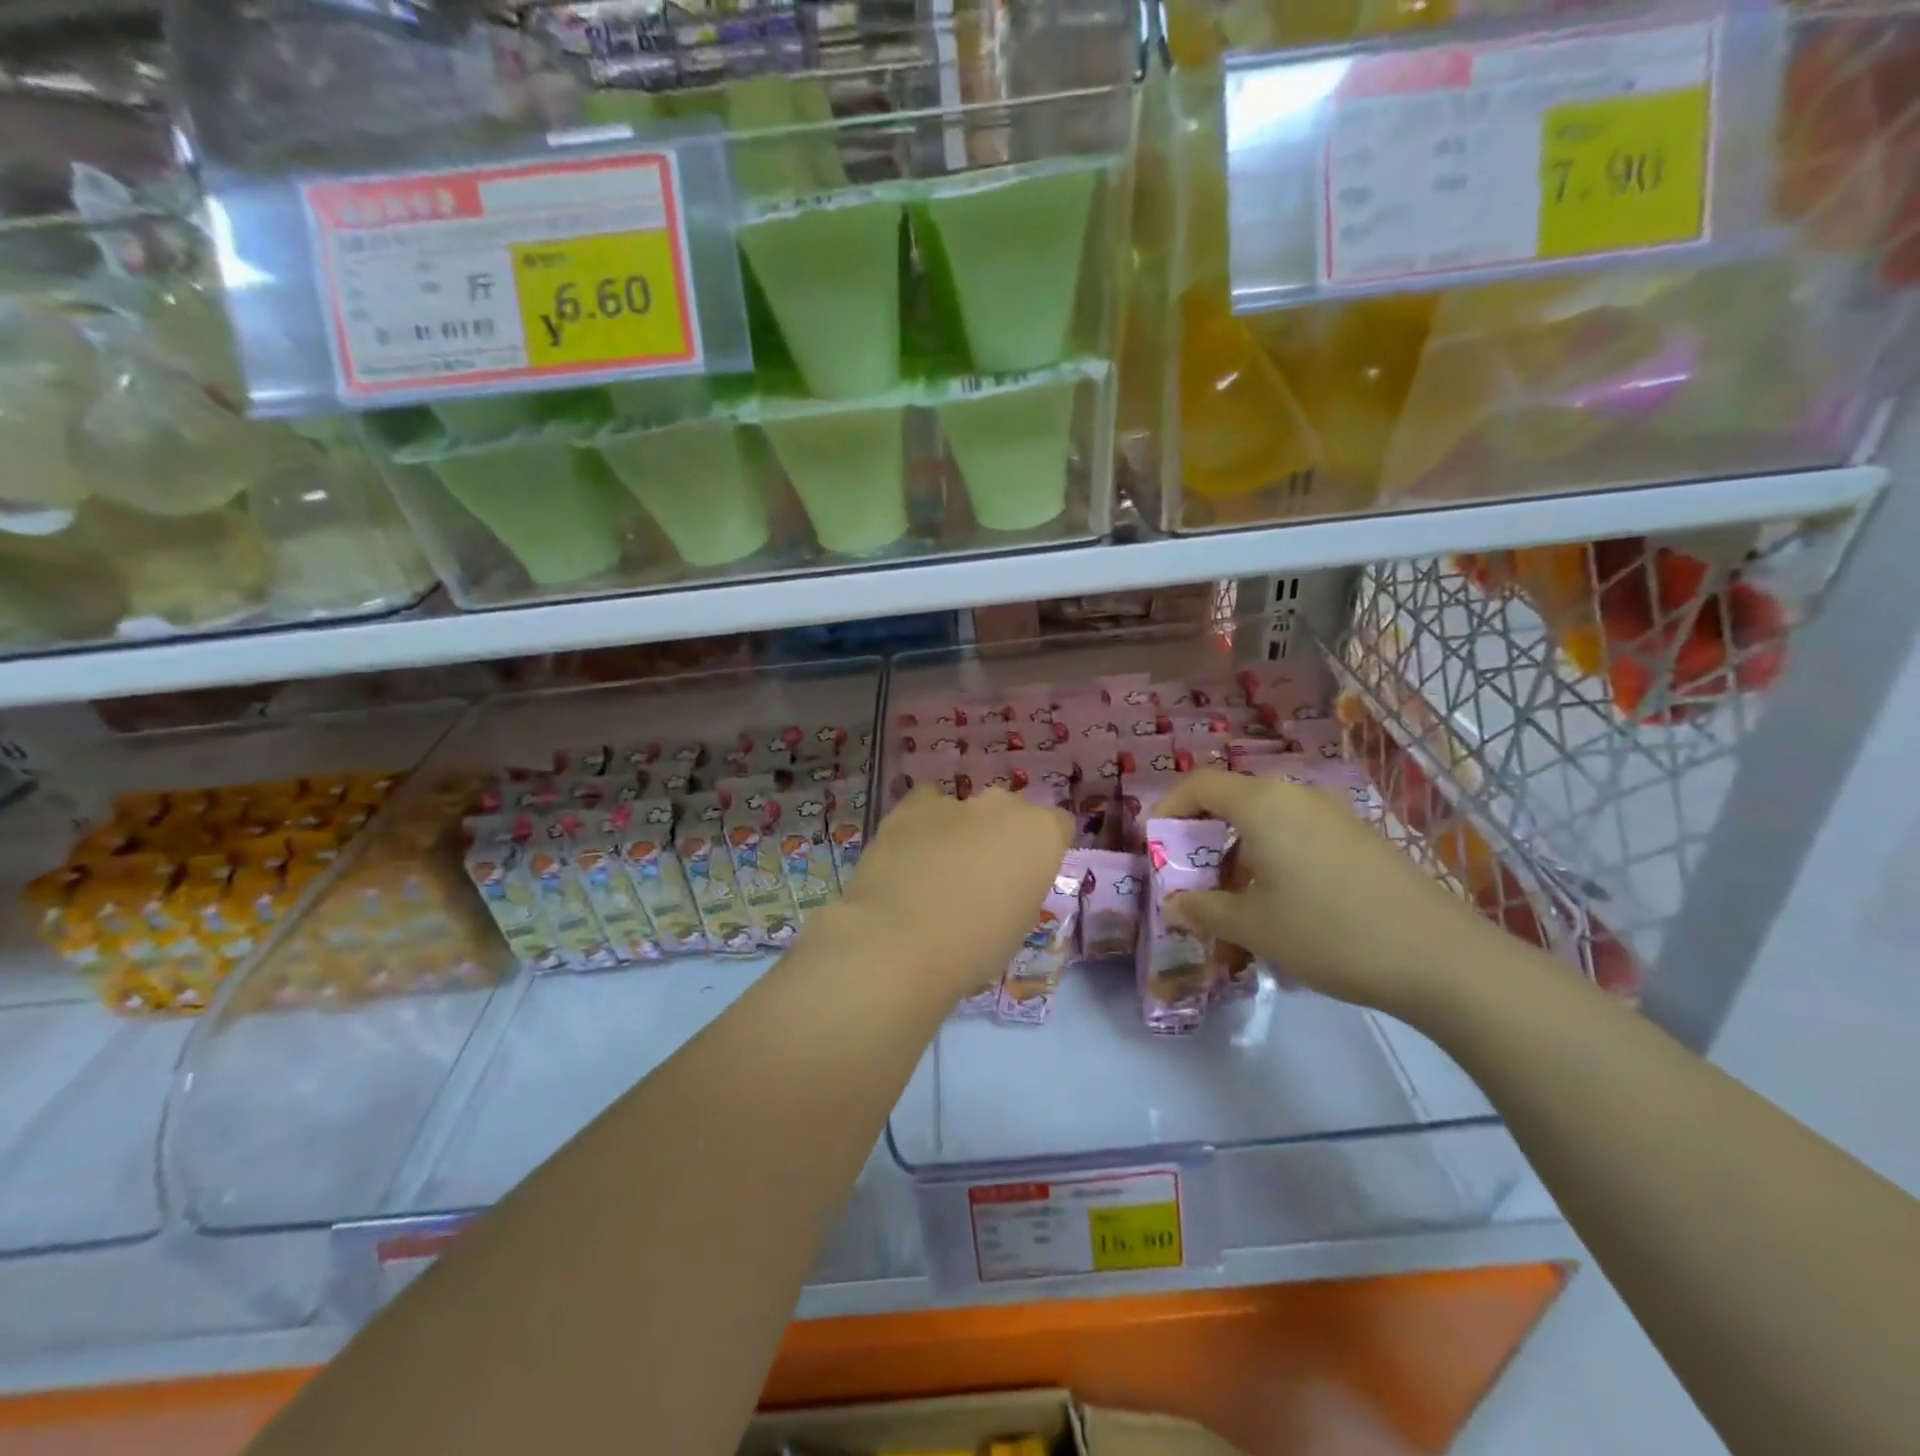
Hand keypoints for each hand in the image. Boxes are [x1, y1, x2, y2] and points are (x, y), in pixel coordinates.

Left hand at [833, 786, 1072, 1000]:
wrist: (902, 943)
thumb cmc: (975, 947)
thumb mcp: (1019, 924)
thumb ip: (1020, 888)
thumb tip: (1002, 882)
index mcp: (1042, 834)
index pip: (1057, 826)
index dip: (1041, 850)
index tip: (1025, 876)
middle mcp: (1004, 806)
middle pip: (1010, 813)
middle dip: (999, 836)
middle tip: (980, 875)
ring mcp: (956, 801)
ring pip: (966, 809)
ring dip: (959, 830)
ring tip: (936, 870)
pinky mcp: (911, 805)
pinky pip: (925, 805)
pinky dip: (922, 824)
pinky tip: (910, 854)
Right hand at [1154, 769, 1508, 1019]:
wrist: (1440, 957)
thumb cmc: (1329, 932)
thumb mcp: (1254, 926)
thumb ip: (1204, 910)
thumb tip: (1174, 904)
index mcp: (1262, 804)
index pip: (1199, 785)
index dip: (1168, 809)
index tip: (1153, 844)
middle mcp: (1296, 797)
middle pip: (1232, 803)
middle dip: (1203, 841)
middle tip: (1192, 883)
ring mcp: (1332, 816)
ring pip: (1265, 824)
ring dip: (1238, 857)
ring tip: (1234, 907)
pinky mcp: (1358, 839)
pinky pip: (1297, 837)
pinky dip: (1272, 862)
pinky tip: (1282, 908)